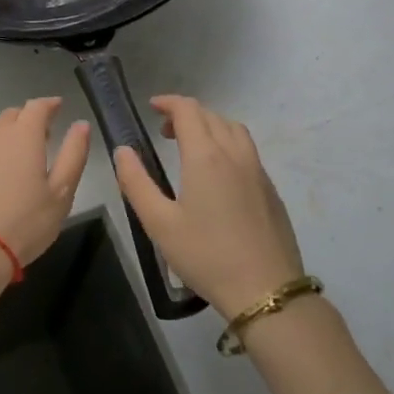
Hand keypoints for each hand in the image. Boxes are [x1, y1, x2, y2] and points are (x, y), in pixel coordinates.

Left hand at [0, 98, 89, 277]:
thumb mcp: (61, 192)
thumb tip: (81, 124)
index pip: (38, 106)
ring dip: (4, 136)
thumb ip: (74, 153)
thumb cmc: (25, 223)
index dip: (50, 105)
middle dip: (27, 121)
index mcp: (23, 134)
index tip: (58, 108)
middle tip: (40, 140)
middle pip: (12, 115)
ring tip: (14, 159)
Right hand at [113, 96, 304, 319]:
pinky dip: (227, 144)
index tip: (152, 107)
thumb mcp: (159, 223)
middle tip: (164, 132)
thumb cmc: (206, 256)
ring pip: (234, 129)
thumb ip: (136, 182)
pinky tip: (217, 174)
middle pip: (211, 116)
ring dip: (210, 126)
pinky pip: (247, 150)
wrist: (266, 291)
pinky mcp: (270, 189)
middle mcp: (235, 154)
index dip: (168, 103)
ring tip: (192, 146)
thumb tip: (123, 151)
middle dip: (186, 114)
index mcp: (206, 156)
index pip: (188, 110)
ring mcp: (257, 171)